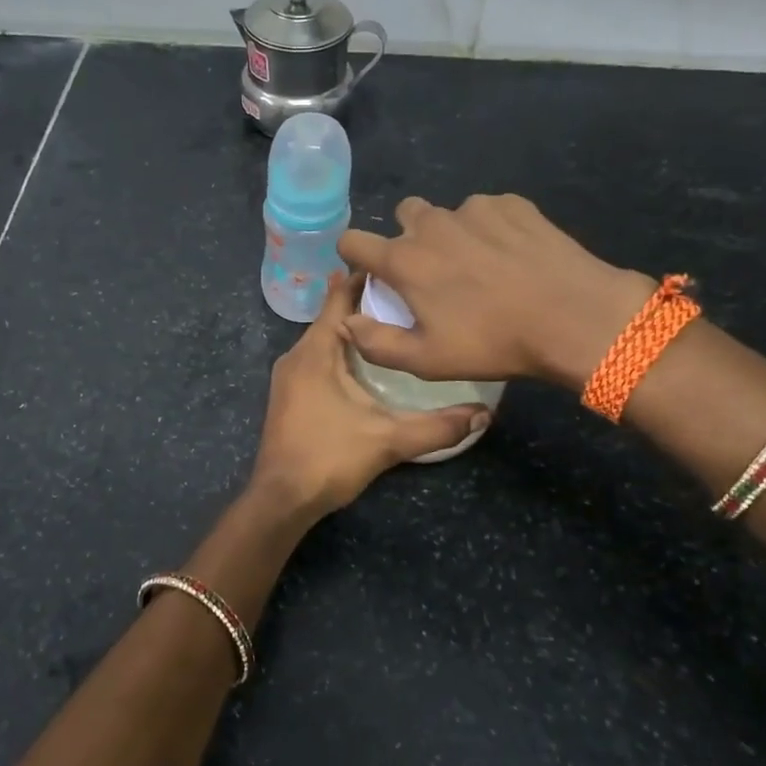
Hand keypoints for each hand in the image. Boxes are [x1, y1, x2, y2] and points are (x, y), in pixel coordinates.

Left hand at [250, 273, 489, 516]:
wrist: (281, 499)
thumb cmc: (329, 458)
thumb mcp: (388, 440)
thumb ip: (436, 427)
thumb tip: (484, 414)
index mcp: (315, 353)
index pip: (337, 300)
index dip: (361, 279)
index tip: (392, 266)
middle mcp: (296, 357)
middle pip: (330, 318)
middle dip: (362, 304)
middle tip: (403, 295)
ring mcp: (288, 378)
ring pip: (322, 342)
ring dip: (350, 331)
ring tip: (388, 323)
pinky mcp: (289, 397)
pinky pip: (316, 360)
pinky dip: (338, 352)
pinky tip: (361, 364)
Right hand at [337, 194, 652, 391]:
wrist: (573, 316)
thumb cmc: (493, 342)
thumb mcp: (426, 360)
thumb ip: (376, 342)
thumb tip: (346, 321)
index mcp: (405, 260)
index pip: (352, 241)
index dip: (354, 256)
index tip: (371, 274)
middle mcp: (432, 224)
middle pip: (403, 215)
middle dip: (408, 237)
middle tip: (433, 272)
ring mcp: (474, 209)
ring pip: (447, 214)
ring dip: (451, 234)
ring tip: (481, 267)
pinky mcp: (511, 204)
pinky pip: (487, 212)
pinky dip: (490, 229)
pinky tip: (512, 257)